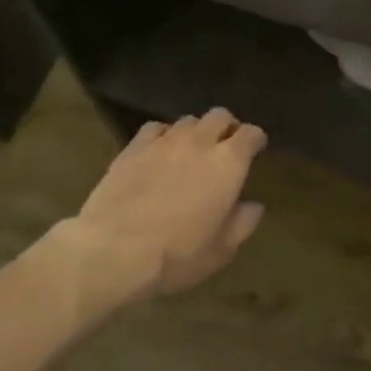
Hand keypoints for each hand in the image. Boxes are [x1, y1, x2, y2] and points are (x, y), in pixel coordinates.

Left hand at [42, 110, 267, 314]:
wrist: (114, 250)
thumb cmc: (177, 254)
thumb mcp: (220, 250)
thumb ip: (242, 223)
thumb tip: (253, 206)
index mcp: (228, 163)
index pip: (250, 133)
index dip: (256, 139)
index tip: (256, 148)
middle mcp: (200, 142)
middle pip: (220, 116)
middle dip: (227, 126)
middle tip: (226, 145)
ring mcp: (165, 141)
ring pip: (188, 120)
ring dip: (196, 131)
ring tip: (193, 148)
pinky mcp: (134, 147)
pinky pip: (156, 128)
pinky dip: (164, 134)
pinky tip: (160, 150)